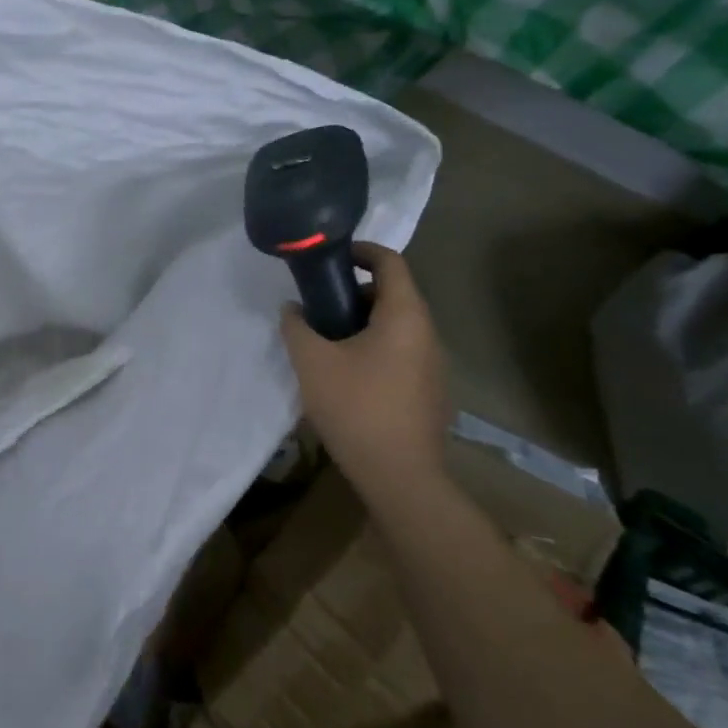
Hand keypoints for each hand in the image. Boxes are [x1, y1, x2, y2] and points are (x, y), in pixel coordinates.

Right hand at [280, 243, 451, 492]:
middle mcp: (427, 333)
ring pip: (396, 325)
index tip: (331, 257)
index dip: (361, 250)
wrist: (400, 477)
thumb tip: (293, 309)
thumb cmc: (356, 407)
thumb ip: (296, 326)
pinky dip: (374, 346)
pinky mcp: (430, 391)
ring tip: (326, 340)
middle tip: (318, 304)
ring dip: (362, 322)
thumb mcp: (312, 361)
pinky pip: (401, 352)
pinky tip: (347, 374)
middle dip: (353, 291)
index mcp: (405, 316)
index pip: (390, 262)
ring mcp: (433, 365)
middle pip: (393, 293)